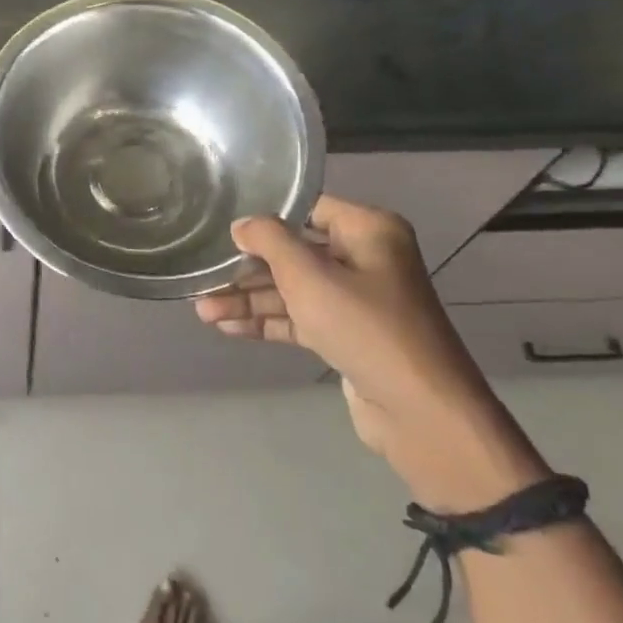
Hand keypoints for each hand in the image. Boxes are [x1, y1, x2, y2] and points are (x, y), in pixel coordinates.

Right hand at [194, 198, 545, 507]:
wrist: (420, 412)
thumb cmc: (365, 327)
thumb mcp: (310, 277)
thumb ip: (270, 242)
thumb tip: (242, 224)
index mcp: (368, 230)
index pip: (307, 209)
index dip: (264, 216)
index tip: (221, 225)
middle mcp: (364, 258)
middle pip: (294, 252)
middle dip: (248, 268)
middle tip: (204, 277)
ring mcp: (356, 299)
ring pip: (293, 289)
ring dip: (250, 300)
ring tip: (202, 310)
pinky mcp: (346, 335)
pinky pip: (300, 318)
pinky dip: (267, 322)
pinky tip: (227, 328)